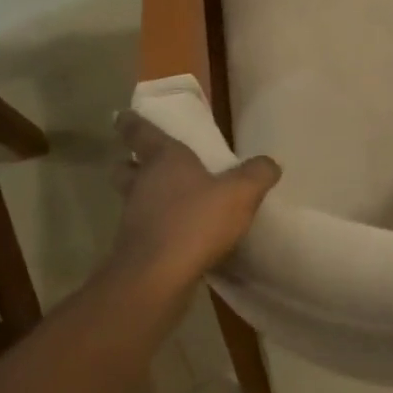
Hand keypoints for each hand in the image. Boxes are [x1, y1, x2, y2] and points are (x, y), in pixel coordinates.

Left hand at [110, 110, 280, 284]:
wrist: (157, 276)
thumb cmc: (196, 220)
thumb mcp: (240, 193)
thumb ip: (257, 175)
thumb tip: (271, 162)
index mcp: (163, 159)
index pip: (139, 132)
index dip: (131, 122)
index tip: (122, 116)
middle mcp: (142, 183)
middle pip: (125, 167)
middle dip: (129, 162)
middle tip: (138, 162)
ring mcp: (133, 216)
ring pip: (131, 198)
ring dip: (142, 196)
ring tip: (166, 201)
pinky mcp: (134, 247)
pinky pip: (143, 228)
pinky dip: (154, 227)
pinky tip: (175, 235)